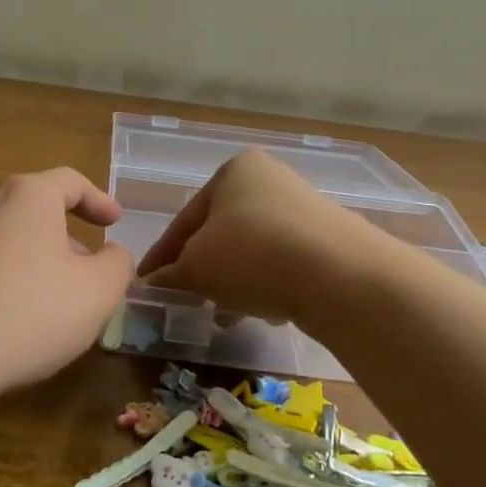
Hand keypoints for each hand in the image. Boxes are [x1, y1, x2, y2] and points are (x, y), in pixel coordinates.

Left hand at [0, 168, 134, 393]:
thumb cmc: (29, 311)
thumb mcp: (97, 291)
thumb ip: (117, 265)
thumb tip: (112, 255)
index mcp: (28, 198)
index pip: (70, 181)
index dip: (98, 200)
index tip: (115, 223)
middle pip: (35, 212)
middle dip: (67, 239)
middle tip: (88, 273)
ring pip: (7, 244)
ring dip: (35, 265)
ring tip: (51, 305)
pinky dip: (4, 286)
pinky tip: (10, 325)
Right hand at [136, 149, 379, 327]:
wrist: (340, 274)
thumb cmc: (252, 254)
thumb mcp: (196, 267)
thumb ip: (169, 275)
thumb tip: (149, 284)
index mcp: (234, 172)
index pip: (185, 218)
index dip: (162, 255)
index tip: (145, 283)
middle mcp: (270, 180)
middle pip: (221, 232)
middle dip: (201, 269)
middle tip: (186, 299)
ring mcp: (304, 208)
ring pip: (252, 250)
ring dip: (232, 281)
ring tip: (223, 315)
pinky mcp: (329, 240)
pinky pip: (283, 262)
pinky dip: (266, 283)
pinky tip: (263, 310)